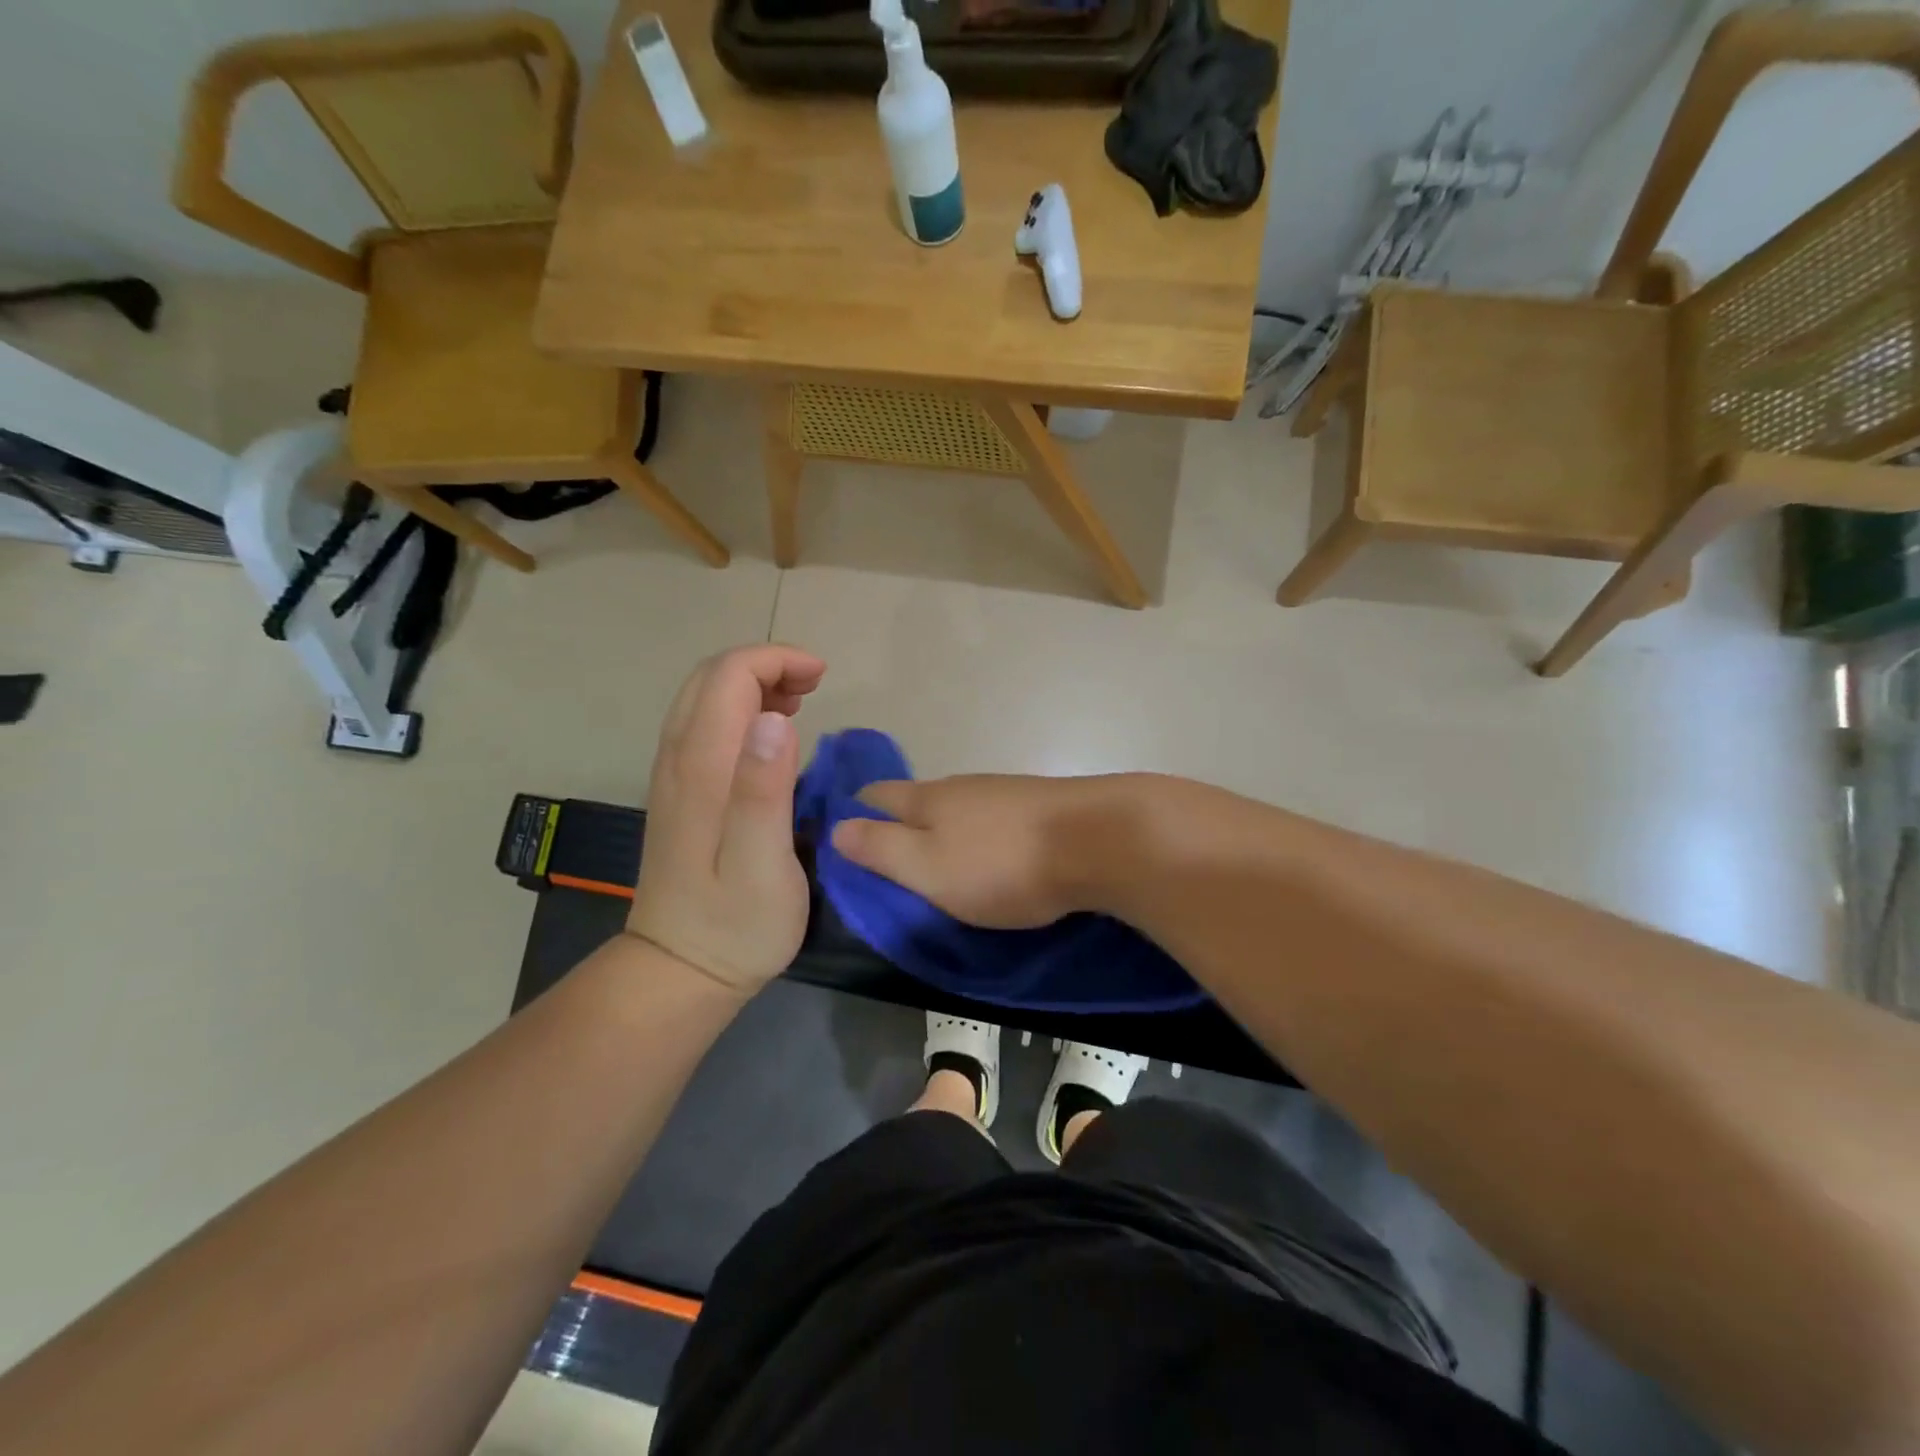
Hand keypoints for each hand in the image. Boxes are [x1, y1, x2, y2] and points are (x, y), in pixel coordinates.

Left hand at [628, 645, 825, 993]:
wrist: (680, 970)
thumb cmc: (735, 924)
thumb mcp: (762, 865)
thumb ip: (763, 790)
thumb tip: (773, 719)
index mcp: (702, 769)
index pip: (729, 677)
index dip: (776, 661)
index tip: (822, 678)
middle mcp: (678, 760)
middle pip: (711, 678)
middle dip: (765, 665)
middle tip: (814, 688)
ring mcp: (672, 776)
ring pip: (703, 698)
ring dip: (751, 684)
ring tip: (799, 703)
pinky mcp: (679, 793)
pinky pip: (703, 724)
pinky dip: (739, 709)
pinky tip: (770, 735)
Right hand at [829, 775, 1113, 928]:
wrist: (1099, 841)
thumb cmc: (1003, 865)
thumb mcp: (929, 869)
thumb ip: (882, 849)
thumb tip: (838, 828)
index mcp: (928, 799)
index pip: (875, 795)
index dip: (853, 812)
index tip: (841, 837)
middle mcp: (962, 786)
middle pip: (916, 798)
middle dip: (897, 821)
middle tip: (888, 859)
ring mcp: (1003, 792)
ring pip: (957, 807)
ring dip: (941, 828)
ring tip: (938, 860)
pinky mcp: (1039, 805)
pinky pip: (992, 817)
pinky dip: (978, 834)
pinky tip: (988, 852)